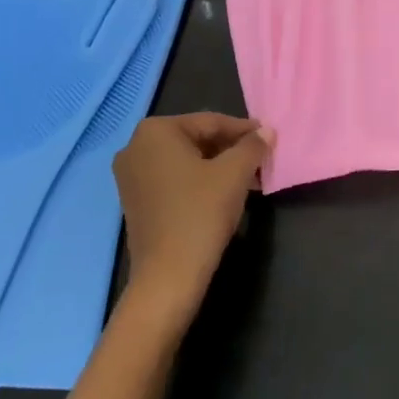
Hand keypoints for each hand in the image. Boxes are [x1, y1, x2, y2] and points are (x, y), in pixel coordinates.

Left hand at [113, 114, 272, 327]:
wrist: (167, 277)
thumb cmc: (200, 213)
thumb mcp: (234, 174)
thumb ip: (252, 146)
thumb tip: (267, 131)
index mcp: (155, 131)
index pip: (210, 122)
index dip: (243, 130)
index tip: (267, 137)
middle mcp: (136, 147)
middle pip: (195, 139)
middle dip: (229, 149)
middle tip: (259, 159)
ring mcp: (130, 176)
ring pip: (185, 161)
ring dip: (217, 166)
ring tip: (248, 179)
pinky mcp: (134, 201)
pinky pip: (172, 179)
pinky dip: (198, 181)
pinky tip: (222, 194)